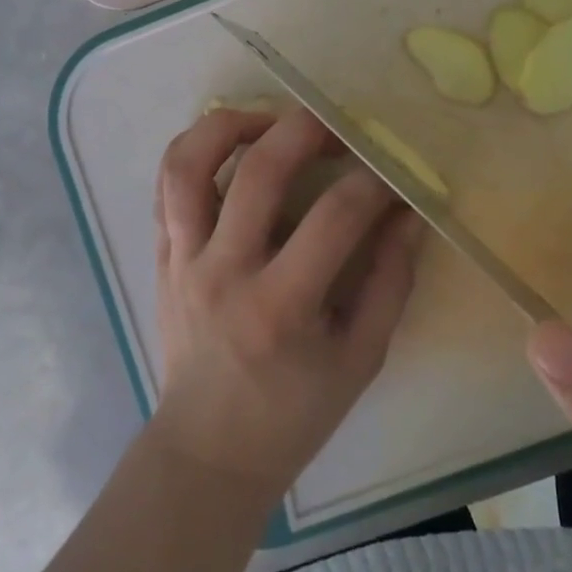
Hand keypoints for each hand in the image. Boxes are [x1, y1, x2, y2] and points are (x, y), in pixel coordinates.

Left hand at [147, 107, 422, 505]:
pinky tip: (231, 148)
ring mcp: (183, 259)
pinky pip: (165, 185)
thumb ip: (391, 281)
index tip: (393, 176)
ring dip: (231, 125)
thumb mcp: (361, 358)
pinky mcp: (161, 256)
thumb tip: (409, 213)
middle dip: (307, 130)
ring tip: (269, 122)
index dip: (374, 184)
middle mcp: (224, 271)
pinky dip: (195, 151)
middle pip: (260, 171)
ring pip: (189, 164)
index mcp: (281, 306)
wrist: (207, 449)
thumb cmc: (293, 413)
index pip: (336, 216)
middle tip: (337, 128)